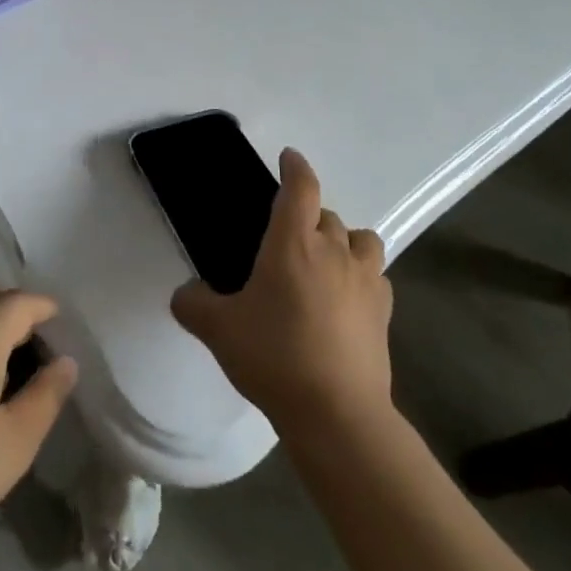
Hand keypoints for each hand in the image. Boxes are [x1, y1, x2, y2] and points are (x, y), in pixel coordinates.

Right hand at [172, 149, 393, 434]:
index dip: (295, 167)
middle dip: (308, 215)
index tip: (288, 157)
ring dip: (343, 239)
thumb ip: (193, 303)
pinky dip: (362, 274)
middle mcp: (333, 250)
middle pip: (326, 213)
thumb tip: (186, 293)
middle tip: (287, 237)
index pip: (300, 187)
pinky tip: (347, 296)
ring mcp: (364, 280)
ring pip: (360, 238)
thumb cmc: (274, 357)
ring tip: (325, 259)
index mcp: (292, 243)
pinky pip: (375, 275)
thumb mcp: (217, 330)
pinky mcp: (384, 311)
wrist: (337, 414)